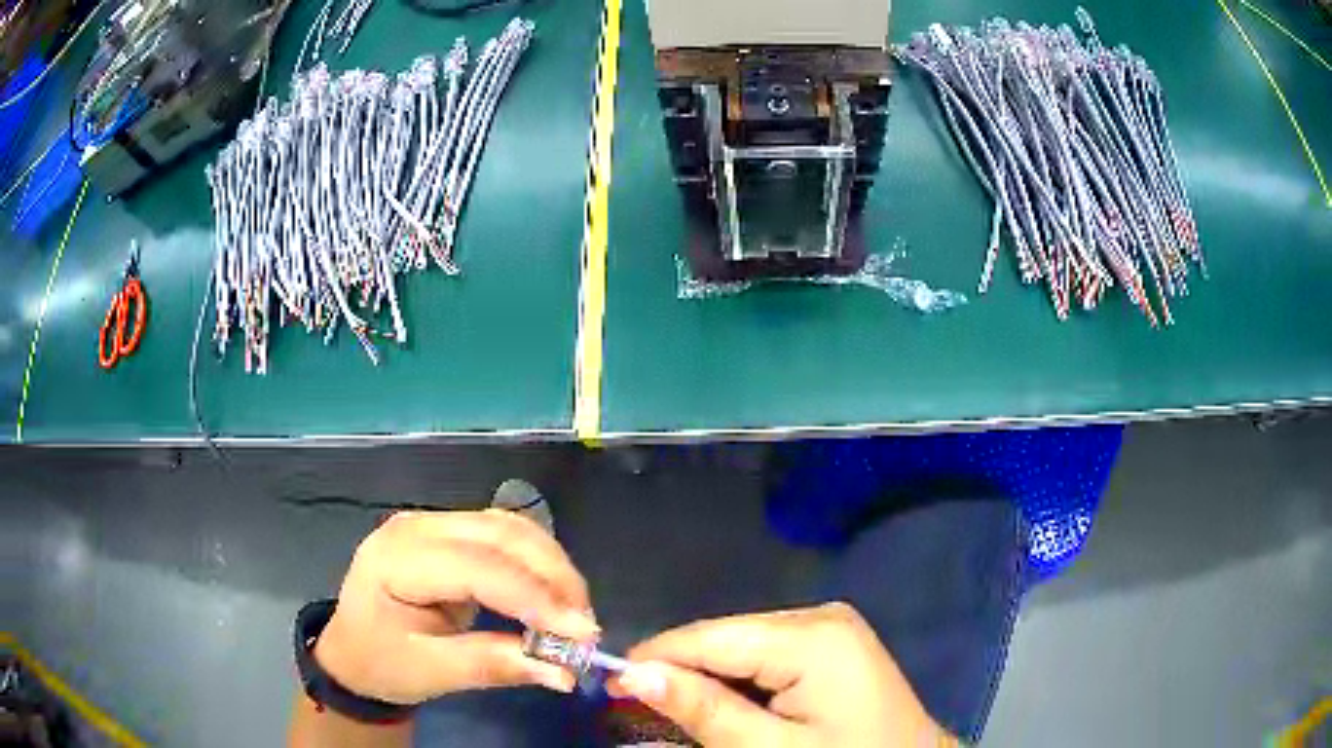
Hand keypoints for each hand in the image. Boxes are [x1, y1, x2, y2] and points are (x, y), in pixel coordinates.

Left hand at [313, 510, 599, 705]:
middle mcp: (417, 526)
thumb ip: (493, 665)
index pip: (478, 568)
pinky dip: (537, 561)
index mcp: (398, 558)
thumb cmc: (381, 663)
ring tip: (574, 612)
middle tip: (585, 626)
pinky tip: (552, 591)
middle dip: (554, 578)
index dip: (535, 598)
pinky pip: (505, 533)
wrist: (353, 651)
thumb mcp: (431, 672)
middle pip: (501, 534)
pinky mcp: (449, 531)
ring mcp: (433, 522)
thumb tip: (564, 672)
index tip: (583, 634)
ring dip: (551, 567)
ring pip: (510, 527)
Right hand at [615, 603, 954, 746]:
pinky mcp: (832, 642)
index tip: (607, 683)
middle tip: (633, 703)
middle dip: (680, 669)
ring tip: (670, 706)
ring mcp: (830, 626)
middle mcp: (819, 616)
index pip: (711, 637)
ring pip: (741, 644)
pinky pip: (767, 652)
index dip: (655, 657)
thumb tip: (634, 673)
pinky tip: (720, 702)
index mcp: (812, 636)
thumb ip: (704, 709)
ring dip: (706, 677)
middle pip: (726, 637)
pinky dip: (738, 679)